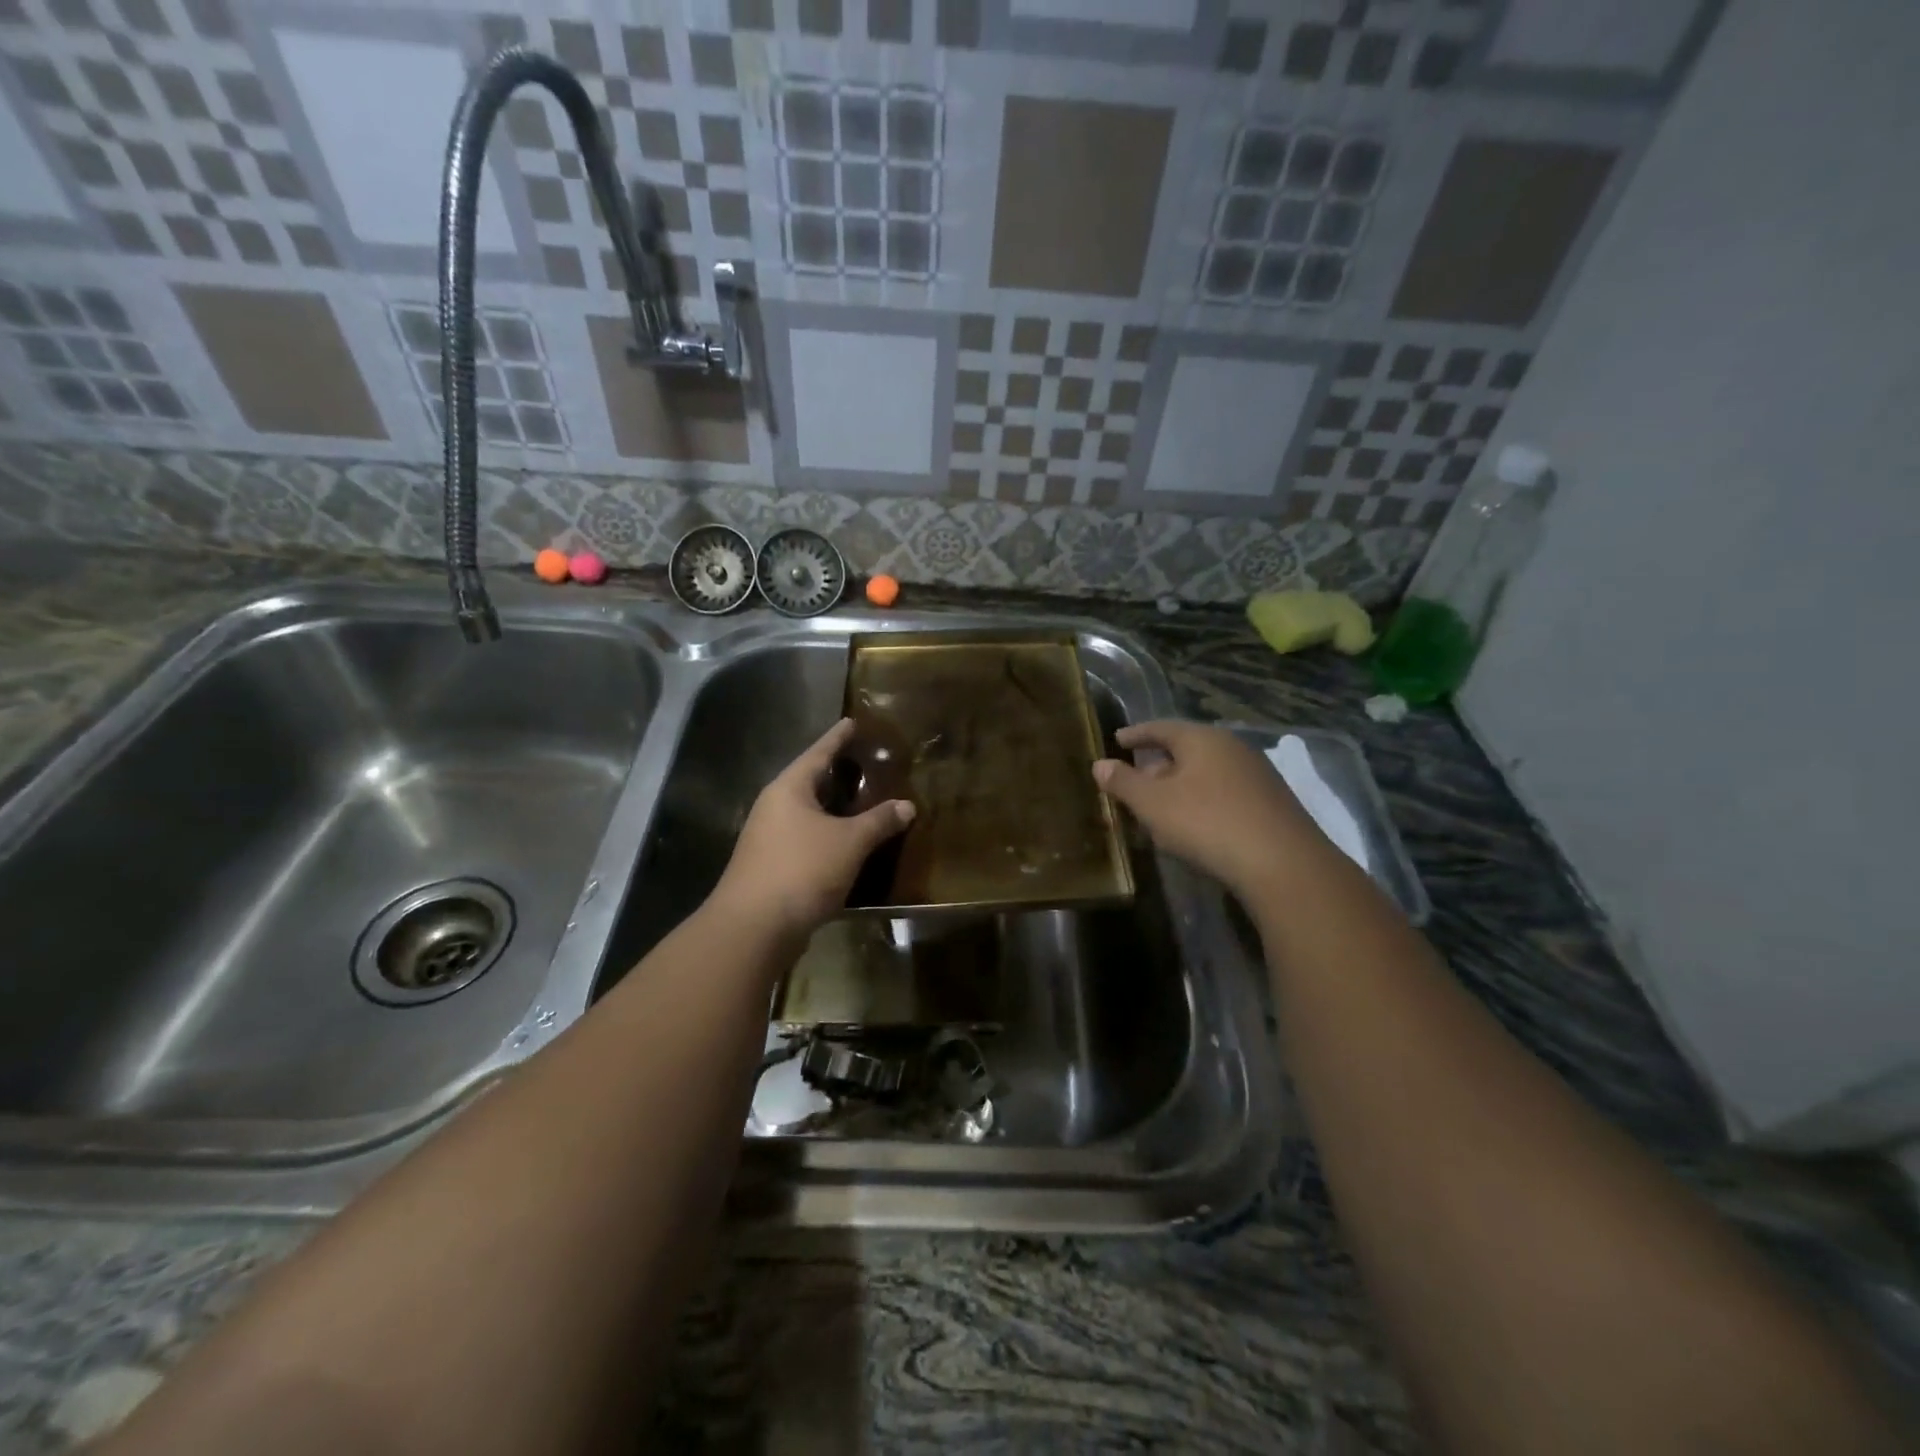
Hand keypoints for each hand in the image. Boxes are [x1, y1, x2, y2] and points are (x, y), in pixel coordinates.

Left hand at [710, 718, 913, 942]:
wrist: (754, 928)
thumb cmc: (802, 870)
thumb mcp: (850, 842)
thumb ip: (879, 821)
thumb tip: (906, 805)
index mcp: (789, 789)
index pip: (818, 752)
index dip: (838, 738)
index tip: (852, 722)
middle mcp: (774, 807)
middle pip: (809, 781)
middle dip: (836, 773)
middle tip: (865, 762)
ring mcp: (768, 838)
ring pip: (807, 813)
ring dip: (833, 808)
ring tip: (861, 802)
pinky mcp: (771, 865)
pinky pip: (805, 838)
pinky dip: (827, 835)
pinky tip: (846, 844)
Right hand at [1093, 720, 1320, 899]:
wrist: (1282, 863)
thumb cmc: (1207, 823)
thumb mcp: (1153, 804)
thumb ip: (1123, 782)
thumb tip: (1100, 764)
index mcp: (1202, 738)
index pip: (1161, 727)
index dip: (1136, 735)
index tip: (1118, 740)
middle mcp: (1232, 747)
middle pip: (1186, 749)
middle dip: (1159, 763)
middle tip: (1135, 779)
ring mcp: (1257, 774)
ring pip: (1207, 772)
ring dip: (1181, 785)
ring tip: (1161, 806)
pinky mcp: (1271, 803)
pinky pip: (1225, 792)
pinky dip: (1203, 801)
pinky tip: (1196, 825)